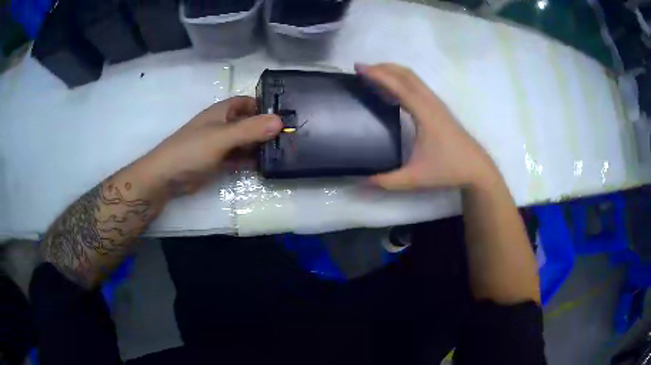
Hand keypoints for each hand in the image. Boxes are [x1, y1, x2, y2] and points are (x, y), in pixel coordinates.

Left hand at [143, 96, 282, 195]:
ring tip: (284, 152)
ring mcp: (220, 144)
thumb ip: (249, 129)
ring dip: (259, 145)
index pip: (247, 102)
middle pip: (248, 122)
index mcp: (222, 112)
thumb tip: (280, 121)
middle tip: (291, 137)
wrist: (167, 177)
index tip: (286, 115)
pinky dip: (250, 160)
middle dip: (266, 128)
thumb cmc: (192, 150)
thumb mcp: (222, 137)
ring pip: (244, 141)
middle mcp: (222, 125)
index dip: (264, 106)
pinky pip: (238, 157)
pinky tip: (265, 166)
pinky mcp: (218, 161)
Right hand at [355, 63, 497, 189]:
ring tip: (373, 76)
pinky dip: (402, 81)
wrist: (477, 168)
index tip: (359, 68)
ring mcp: (437, 104)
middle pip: (406, 74)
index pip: (399, 86)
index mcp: (425, 114)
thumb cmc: (448, 170)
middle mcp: (431, 103)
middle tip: (361, 69)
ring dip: (393, 72)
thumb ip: (386, 181)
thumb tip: (361, 182)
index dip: (378, 75)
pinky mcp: (439, 108)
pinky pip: (418, 86)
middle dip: (383, 67)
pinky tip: (393, 92)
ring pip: (414, 78)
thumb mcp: (415, 178)